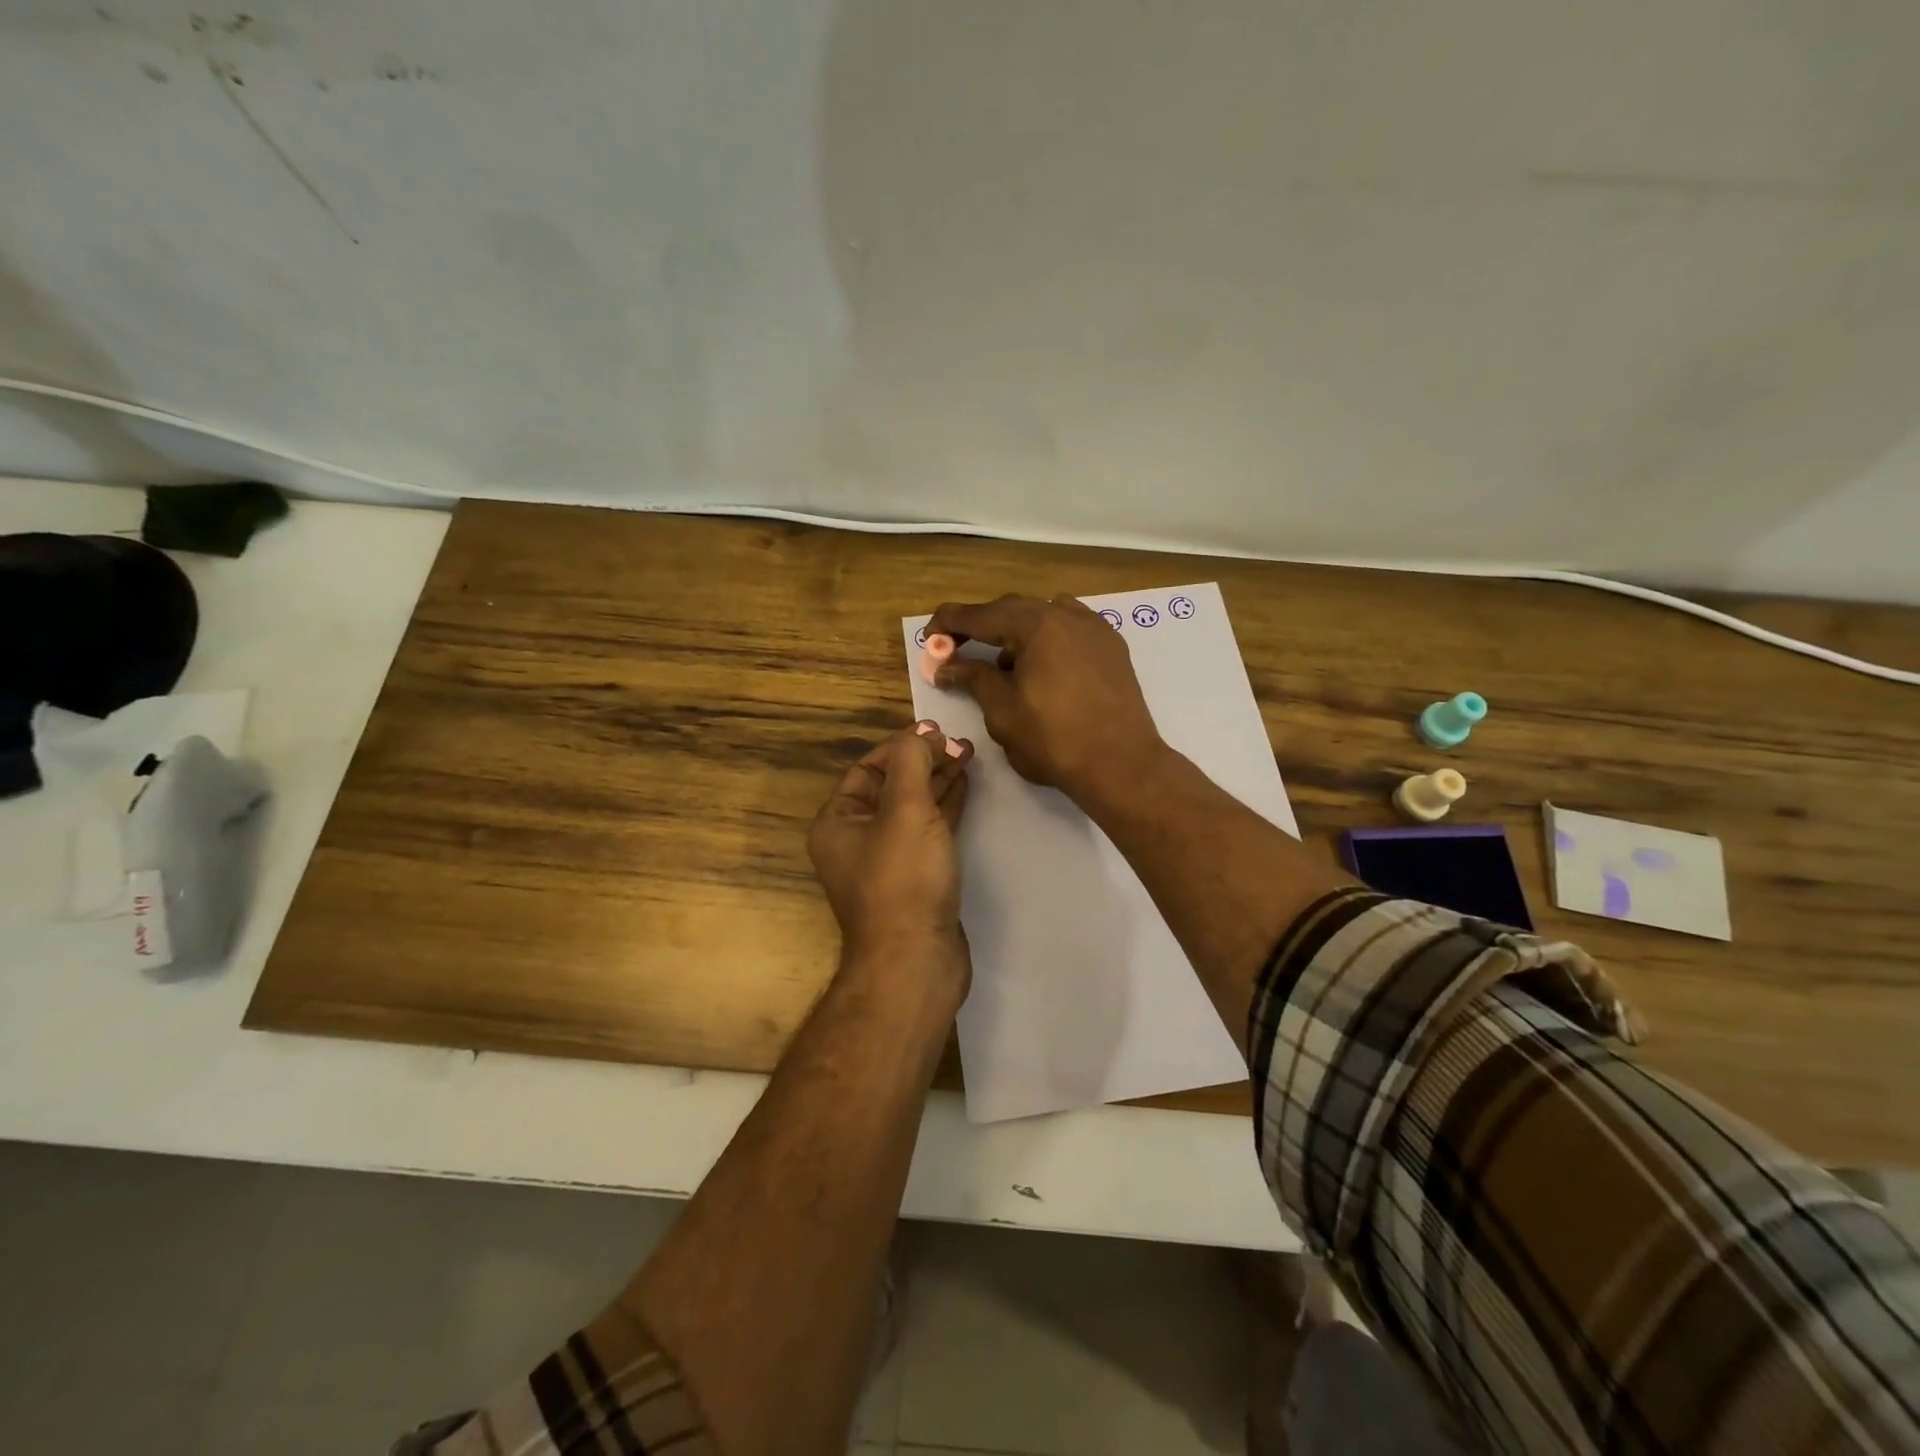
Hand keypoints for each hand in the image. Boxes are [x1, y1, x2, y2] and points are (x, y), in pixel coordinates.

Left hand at [807, 721, 973, 994]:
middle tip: (961, 744)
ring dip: (938, 781)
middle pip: (892, 785)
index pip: (868, 767)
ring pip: (913, 808)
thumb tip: (922, 734)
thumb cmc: (904, 879)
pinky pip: (928, 831)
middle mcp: (856, 839)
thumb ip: (912, 763)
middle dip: (925, 761)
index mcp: (838, 822)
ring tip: (968, 756)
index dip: (903, 744)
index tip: (939, 731)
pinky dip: (945, 808)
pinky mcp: (915, 879)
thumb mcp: (905, 810)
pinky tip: (965, 788)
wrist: (916, 961)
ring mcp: (887, 861)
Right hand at [928, 594, 1165, 805]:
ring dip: (1016, 632)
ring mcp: (1095, 629)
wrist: (1122, 765)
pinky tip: (1043, 668)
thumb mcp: (1003, 711)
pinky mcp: (1112, 647)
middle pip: (1013, 609)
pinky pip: (1070, 629)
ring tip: (1005, 665)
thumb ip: (974, 678)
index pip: (980, 614)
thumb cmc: (1055, 740)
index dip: (949, 624)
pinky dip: (1047, 639)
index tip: (929, 639)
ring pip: (1044, 615)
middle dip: (982, 626)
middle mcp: (1068, 615)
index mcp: (1037, 625)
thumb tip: (947, 666)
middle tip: (958, 650)